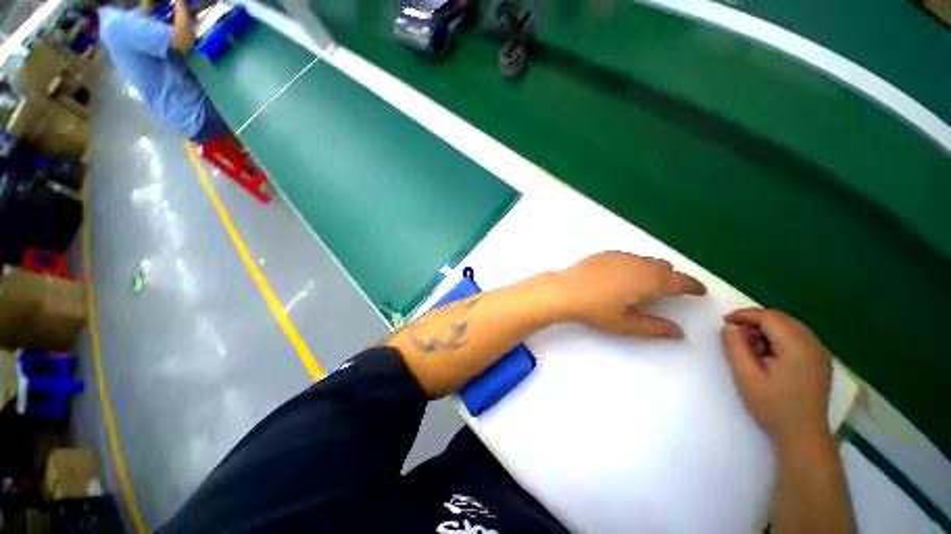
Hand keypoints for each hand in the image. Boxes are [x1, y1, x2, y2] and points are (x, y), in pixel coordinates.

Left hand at [553, 251, 705, 337]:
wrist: (564, 290)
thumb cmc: (596, 309)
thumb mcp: (626, 324)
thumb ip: (655, 328)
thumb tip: (679, 332)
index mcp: (649, 280)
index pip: (680, 281)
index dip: (693, 286)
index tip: (700, 291)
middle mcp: (639, 263)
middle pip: (665, 267)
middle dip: (672, 278)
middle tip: (671, 291)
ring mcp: (621, 255)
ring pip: (647, 260)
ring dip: (653, 270)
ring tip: (645, 284)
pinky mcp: (606, 253)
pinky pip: (629, 257)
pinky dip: (635, 265)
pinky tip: (622, 276)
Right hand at [721, 308, 833, 449]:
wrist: (803, 436)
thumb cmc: (773, 406)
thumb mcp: (746, 375)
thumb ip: (735, 346)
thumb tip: (729, 326)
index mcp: (797, 346)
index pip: (769, 316)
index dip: (744, 315)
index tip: (725, 323)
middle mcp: (813, 344)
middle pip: (780, 319)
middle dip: (755, 322)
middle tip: (736, 337)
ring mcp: (820, 353)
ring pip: (789, 327)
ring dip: (766, 331)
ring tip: (751, 349)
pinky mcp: (819, 361)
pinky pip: (797, 338)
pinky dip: (778, 339)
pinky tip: (769, 356)